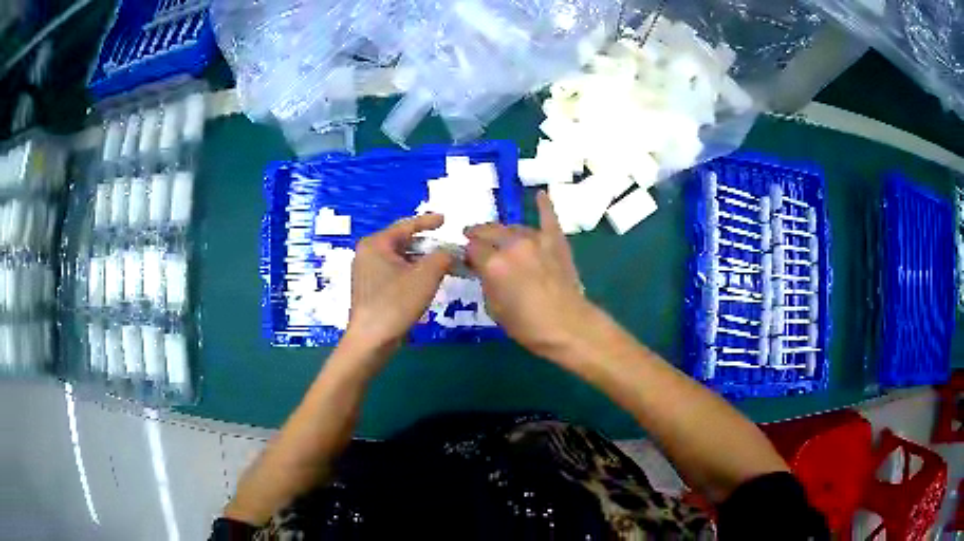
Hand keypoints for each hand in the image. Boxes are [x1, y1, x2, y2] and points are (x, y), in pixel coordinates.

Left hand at [345, 214, 453, 348]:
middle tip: (447, 245)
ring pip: (399, 258)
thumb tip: (449, 252)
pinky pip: (395, 272)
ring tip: (442, 263)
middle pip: (402, 242)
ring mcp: (367, 272)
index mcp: (375, 244)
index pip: (406, 226)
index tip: (445, 219)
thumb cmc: (396, 303)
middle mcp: (367, 253)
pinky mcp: (370, 289)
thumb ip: (442, 256)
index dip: (428, 222)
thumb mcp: (426, 276)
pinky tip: (426, 280)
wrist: (372, 340)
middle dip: (427, 244)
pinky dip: (411, 272)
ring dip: (421, 260)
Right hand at [465, 191, 594, 356]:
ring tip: (498, 235)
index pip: (472, 248)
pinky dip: (544, 205)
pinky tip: (541, 194)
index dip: (466, 253)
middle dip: (478, 235)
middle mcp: (512, 245)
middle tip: (474, 240)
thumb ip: (484, 282)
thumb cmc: (527, 325)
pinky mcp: (556, 241)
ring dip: (503, 231)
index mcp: (493, 263)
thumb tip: (481, 269)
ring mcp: (536, 240)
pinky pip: (548, 218)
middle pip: (489, 231)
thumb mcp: (494, 308)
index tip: (465, 259)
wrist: (569, 326)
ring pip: (513, 227)